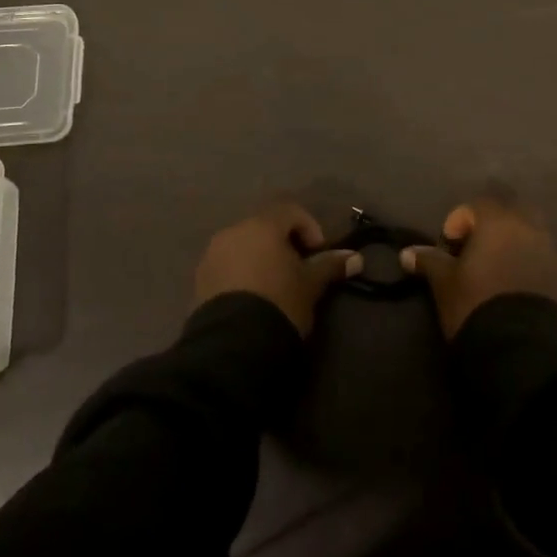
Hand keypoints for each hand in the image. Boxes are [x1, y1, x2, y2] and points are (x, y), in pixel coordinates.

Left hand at [194, 203, 360, 334]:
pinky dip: (242, 274)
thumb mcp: (310, 285)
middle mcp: (232, 231)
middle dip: (283, 244)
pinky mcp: (200, 280)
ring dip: (260, 258)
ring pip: (243, 246)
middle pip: (264, 227)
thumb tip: (356, 258)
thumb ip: (330, 266)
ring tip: (275, 287)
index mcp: (261, 225)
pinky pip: (227, 266)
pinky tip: (253, 299)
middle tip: (298, 271)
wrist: (234, 345)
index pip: (290, 211)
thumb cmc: (280, 302)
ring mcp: (211, 255)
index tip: (317, 255)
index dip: (310, 228)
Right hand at [401, 196, 556, 337]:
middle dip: (493, 226)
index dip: (460, 220)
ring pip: (531, 235)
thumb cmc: (476, 304)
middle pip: (510, 213)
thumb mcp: (445, 284)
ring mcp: (552, 253)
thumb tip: (407, 253)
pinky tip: (515, 288)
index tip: (449, 245)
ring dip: (514, 245)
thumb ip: (429, 262)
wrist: (524, 347)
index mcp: (499, 222)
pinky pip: (544, 260)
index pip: (478, 205)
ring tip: (496, 271)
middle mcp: (529, 229)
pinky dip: (529, 265)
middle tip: (475, 251)